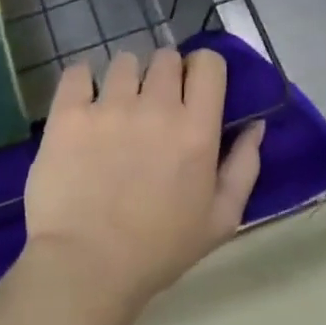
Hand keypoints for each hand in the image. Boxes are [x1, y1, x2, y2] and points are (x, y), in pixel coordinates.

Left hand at [23, 49, 263, 312]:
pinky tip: (83, 103)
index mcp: (197, 129)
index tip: (190, 90)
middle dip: (163, 74)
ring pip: (123, 61)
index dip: (200, 70)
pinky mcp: (69, 113)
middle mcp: (156, 107)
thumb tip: (256, 125)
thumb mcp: (220, 220)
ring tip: (115, 107)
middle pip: (165, 57)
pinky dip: (82, 81)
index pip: (208, 63)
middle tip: (151, 105)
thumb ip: (244, 167)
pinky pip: (78, 71)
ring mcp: (109, 106)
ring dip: (125, 78)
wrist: (86, 268)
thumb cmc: (159, 251)